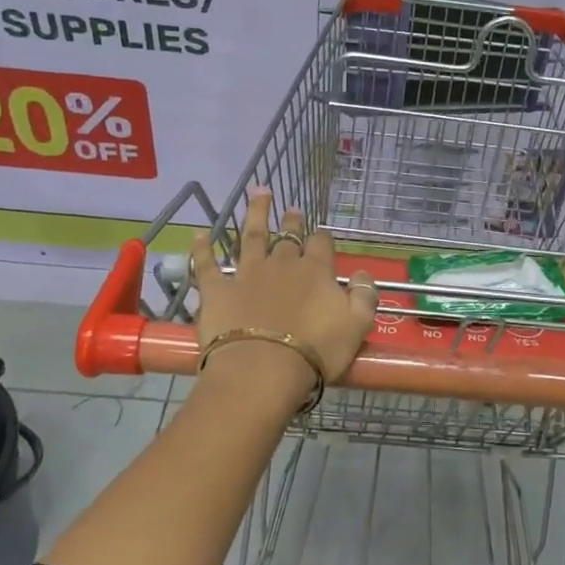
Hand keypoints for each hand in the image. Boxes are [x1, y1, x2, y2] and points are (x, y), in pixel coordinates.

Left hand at [190, 188, 378, 411]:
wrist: (262, 370)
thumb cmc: (315, 351)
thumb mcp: (357, 327)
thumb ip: (364, 296)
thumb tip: (361, 274)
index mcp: (315, 271)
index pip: (322, 244)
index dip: (323, 238)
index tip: (323, 236)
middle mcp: (281, 264)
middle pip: (288, 237)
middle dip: (292, 222)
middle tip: (293, 210)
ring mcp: (246, 274)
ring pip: (251, 236)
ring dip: (256, 214)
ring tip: (259, 194)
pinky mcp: (216, 290)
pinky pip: (206, 264)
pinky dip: (203, 249)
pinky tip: (200, 236)